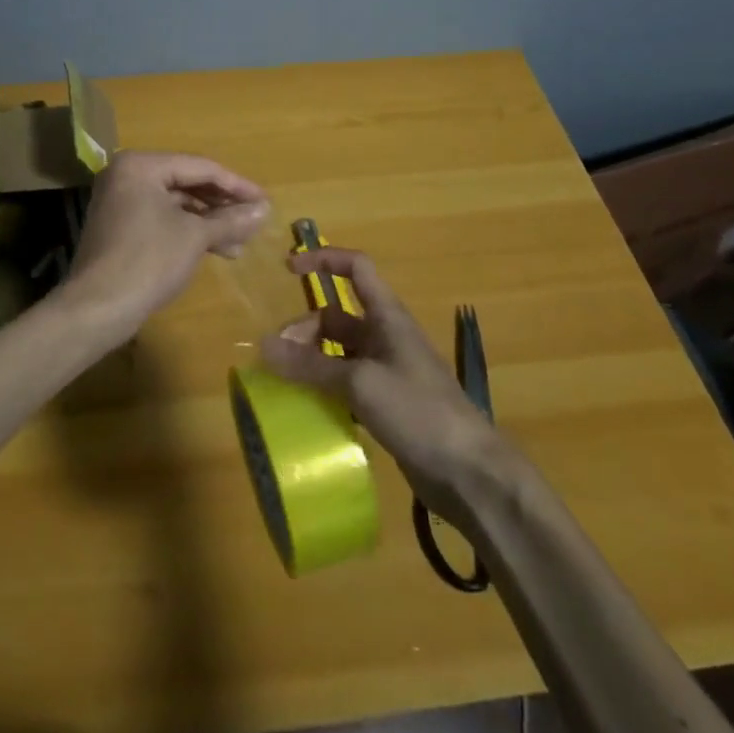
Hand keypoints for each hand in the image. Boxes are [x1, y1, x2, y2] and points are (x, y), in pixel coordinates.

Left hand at [59, 151, 269, 343]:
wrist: (97, 307)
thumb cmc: (149, 260)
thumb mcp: (195, 237)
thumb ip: (231, 219)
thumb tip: (264, 210)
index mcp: (141, 165)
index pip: (200, 167)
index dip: (236, 185)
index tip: (265, 201)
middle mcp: (127, 174)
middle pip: (186, 182)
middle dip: (222, 205)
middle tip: (254, 221)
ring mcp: (120, 200)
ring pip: (175, 203)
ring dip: (208, 221)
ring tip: (239, 243)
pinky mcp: (119, 225)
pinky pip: (161, 218)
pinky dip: (187, 231)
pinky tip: (214, 248)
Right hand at [260, 247, 498, 511]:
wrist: (470, 473)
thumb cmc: (419, 411)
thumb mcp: (360, 382)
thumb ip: (311, 364)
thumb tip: (263, 346)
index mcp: (387, 316)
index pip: (355, 268)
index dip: (323, 260)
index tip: (288, 268)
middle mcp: (385, 336)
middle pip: (336, 316)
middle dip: (304, 329)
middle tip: (277, 356)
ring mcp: (386, 372)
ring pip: (338, 352)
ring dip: (311, 360)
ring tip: (284, 381)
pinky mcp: (386, 404)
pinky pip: (346, 384)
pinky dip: (325, 388)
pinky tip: (306, 406)